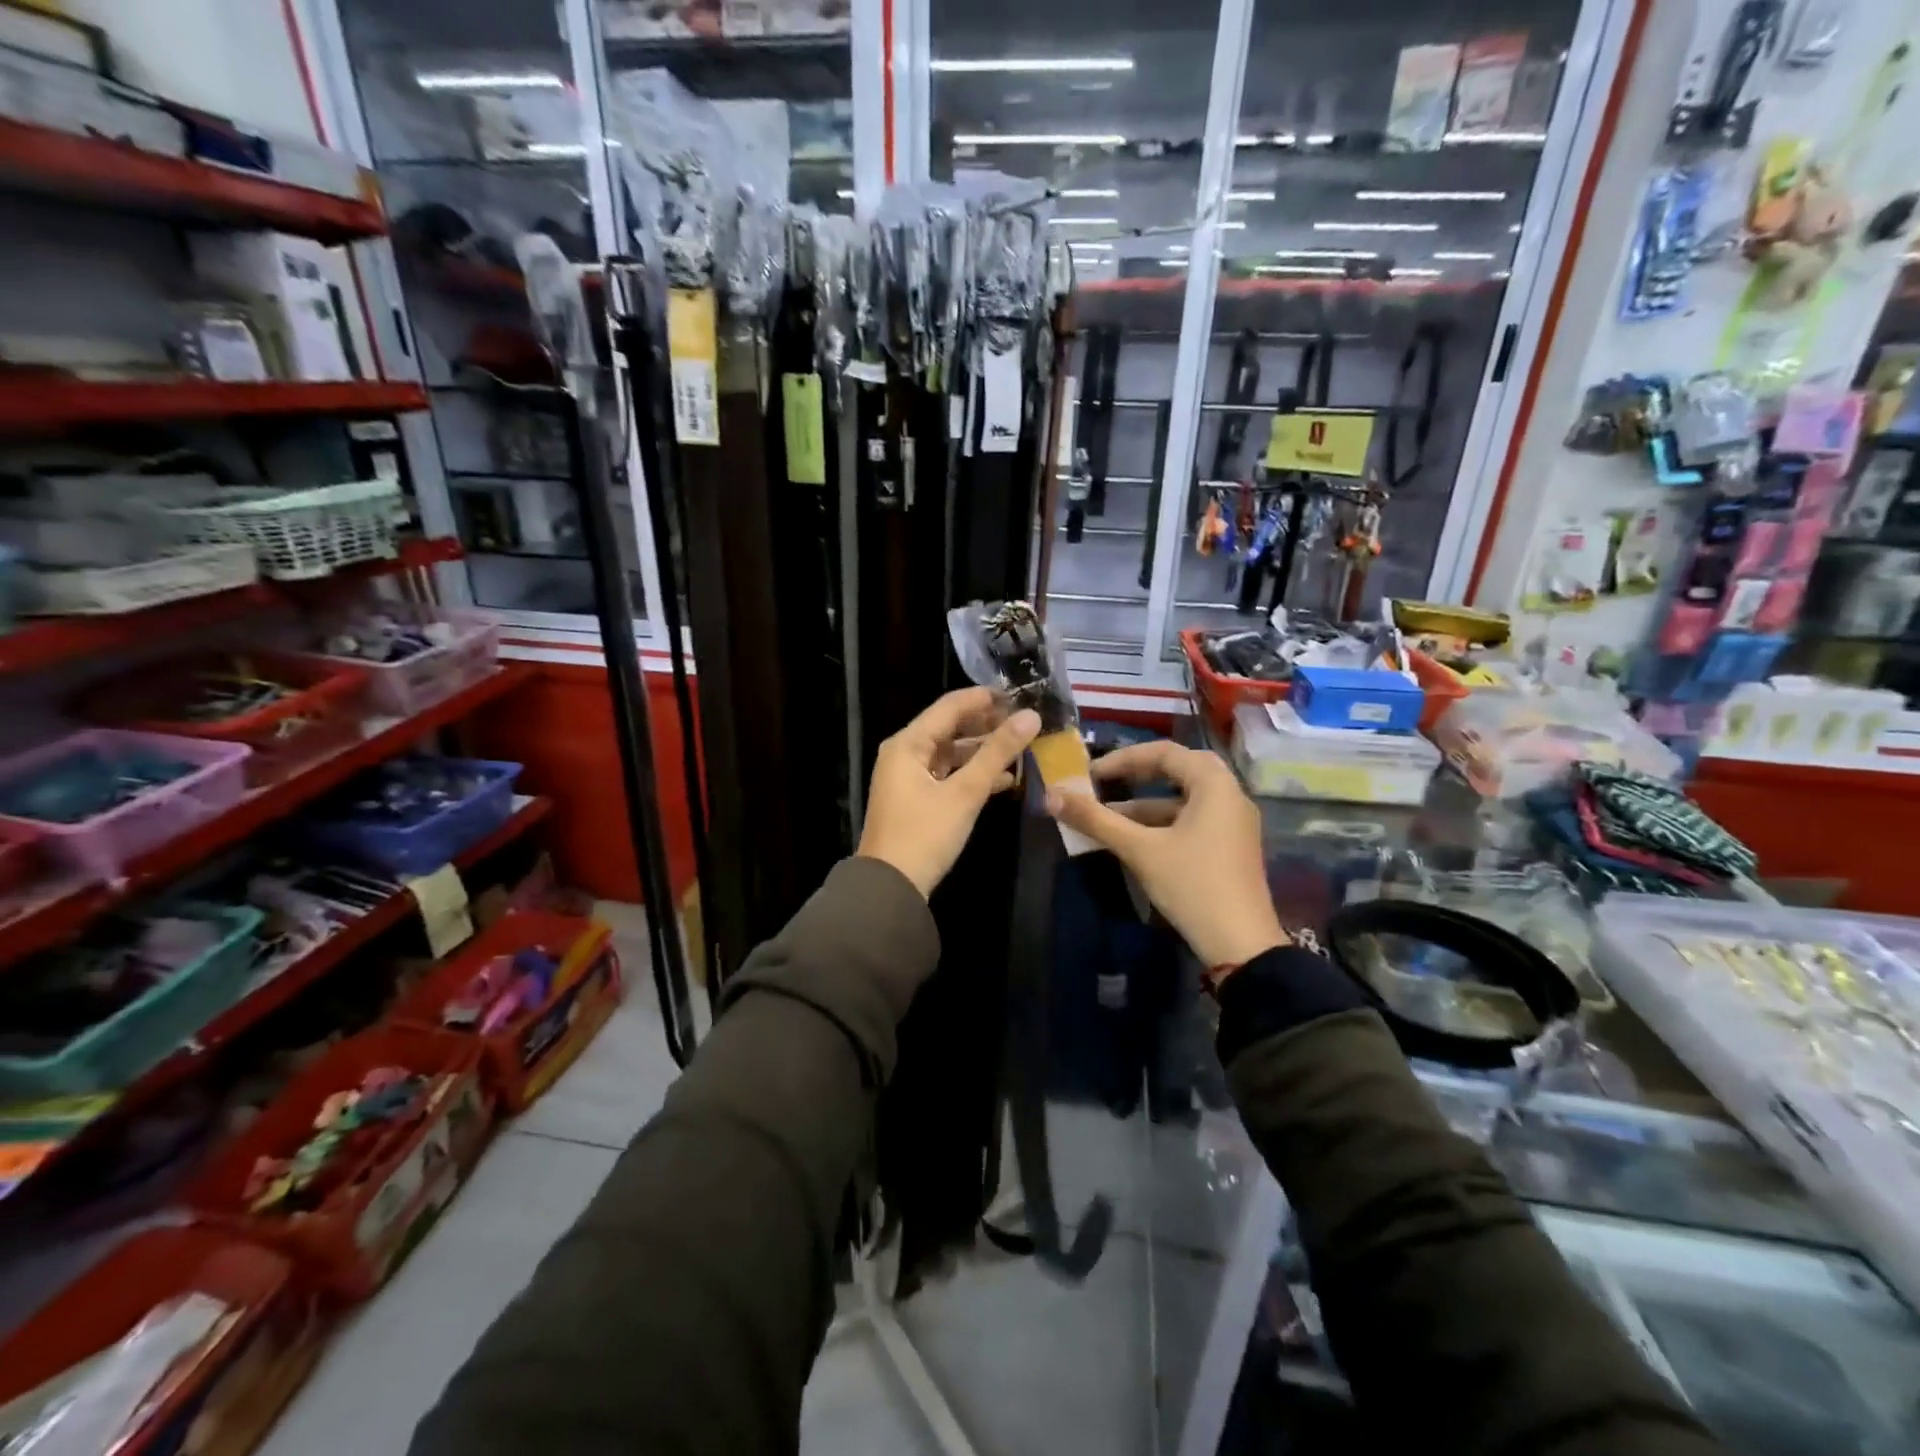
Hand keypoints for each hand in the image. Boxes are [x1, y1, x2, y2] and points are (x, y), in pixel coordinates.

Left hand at [858, 687, 1040, 897]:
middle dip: (987, 725)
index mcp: (908, 743)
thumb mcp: (965, 792)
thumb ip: (997, 753)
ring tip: (1021, 748)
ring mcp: (909, 777)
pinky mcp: (917, 799)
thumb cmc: (925, 834)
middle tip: (1025, 722)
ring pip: (952, 753)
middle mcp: (905, 753)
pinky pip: (949, 775)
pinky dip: (973, 775)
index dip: (985, 698)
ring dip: (983, 751)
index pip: (950, 706)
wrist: (891, 888)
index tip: (1020, 695)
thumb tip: (1031, 717)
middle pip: (950, 728)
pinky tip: (1006, 779)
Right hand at [1047, 740, 1286, 969]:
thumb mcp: (1140, 850)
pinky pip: (1192, 819)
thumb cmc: (1192, 885)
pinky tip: (1132, 841)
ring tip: (1105, 818)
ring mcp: (1233, 823)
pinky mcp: (1230, 847)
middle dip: (1136, 775)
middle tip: (1103, 784)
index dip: (1123, 758)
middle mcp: (1230, 795)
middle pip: (1178, 770)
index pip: (1165, 752)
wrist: (1241, 945)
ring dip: (1144, 804)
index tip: (1091, 775)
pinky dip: (1161, 823)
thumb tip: (1051, 795)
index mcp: (1215, 784)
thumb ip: (1096, 819)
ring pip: (1183, 799)